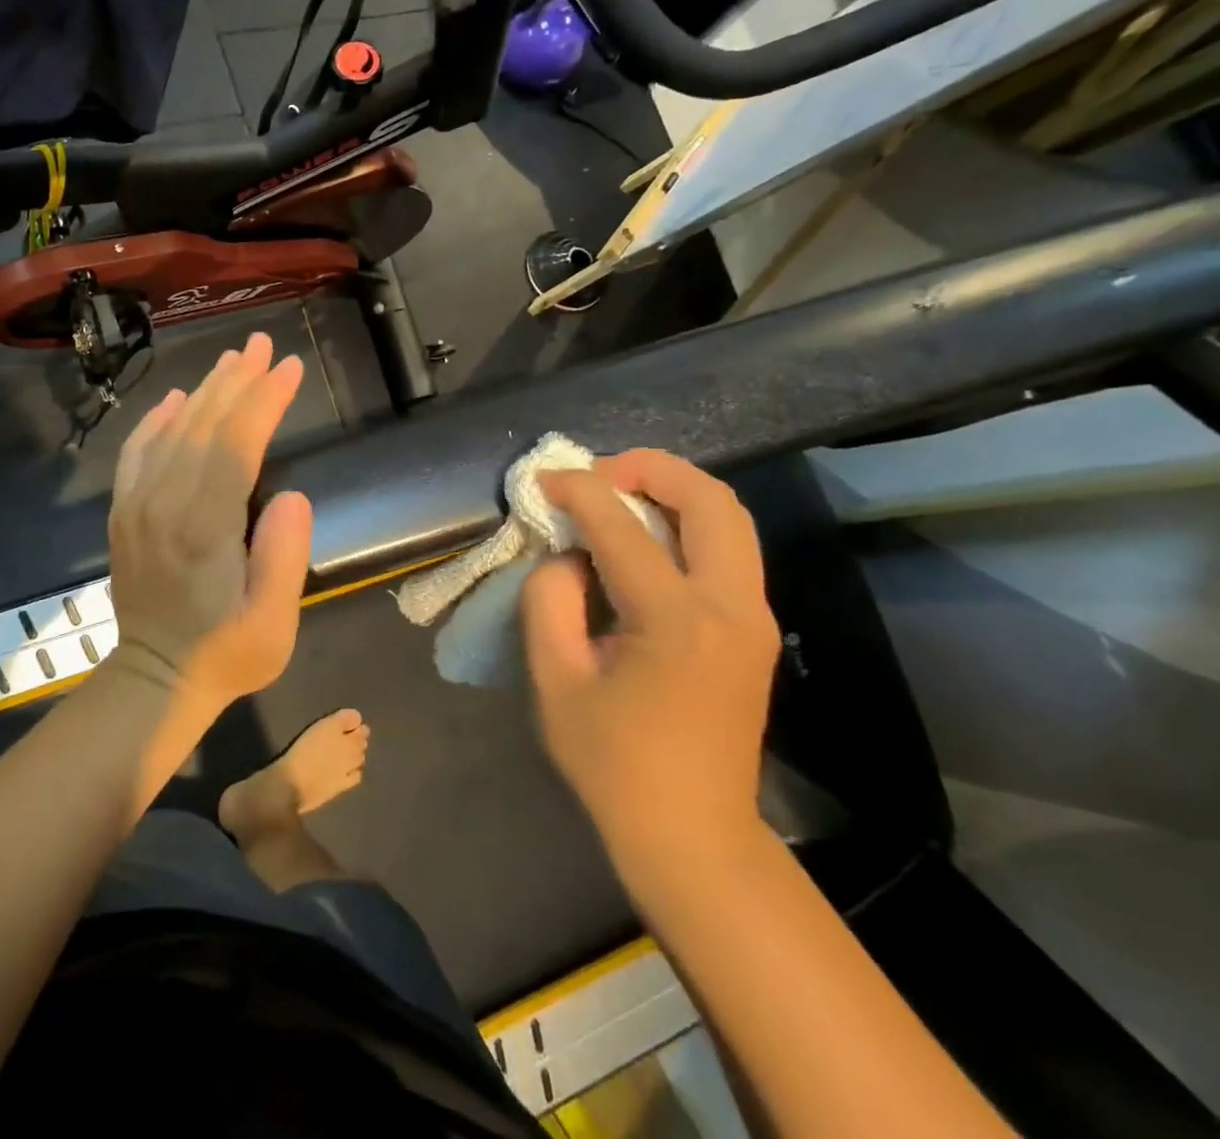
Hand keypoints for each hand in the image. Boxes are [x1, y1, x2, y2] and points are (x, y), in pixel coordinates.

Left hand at [106, 332, 313, 709]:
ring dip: (204, 391)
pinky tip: (175, 399)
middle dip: (237, 380)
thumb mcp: (272, 625)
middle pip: (202, 425)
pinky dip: (156, 420)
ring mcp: (136, 506)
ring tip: (233, 360)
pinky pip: (137, 452)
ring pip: (172, 431)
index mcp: (203, 528)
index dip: (264, 401)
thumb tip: (291, 494)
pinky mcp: (123, 512)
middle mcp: (163, 504)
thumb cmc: (225, 655)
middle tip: (264, 345)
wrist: (154, 680)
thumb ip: (284, 557)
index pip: (235, 445)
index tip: (289, 367)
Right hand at [521, 450, 780, 865]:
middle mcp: (732, 607)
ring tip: (617, 495)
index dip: (579, 490)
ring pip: (729, 518)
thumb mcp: (555, 678)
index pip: (623, 527)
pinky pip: (726, 549)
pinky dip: (685, 522)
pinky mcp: (754, 628)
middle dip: (651, 468)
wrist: (693, 833)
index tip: (544, 478)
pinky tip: (642, 536)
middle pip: (711, 500)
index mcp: (676, 621)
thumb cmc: (613, 762)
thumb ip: (550, 600)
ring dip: (673, 491)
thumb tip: (567, 556)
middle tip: (598, 474)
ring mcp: (754, 617)